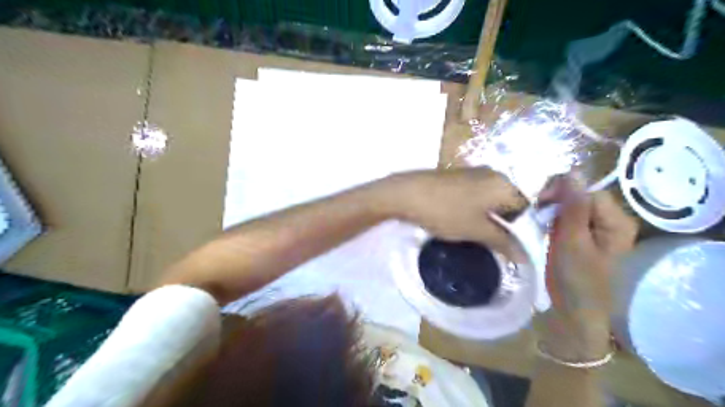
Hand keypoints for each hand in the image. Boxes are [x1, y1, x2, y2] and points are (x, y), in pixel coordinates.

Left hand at [380, 168, 526, 257]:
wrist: (406, 193)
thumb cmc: (446, 211)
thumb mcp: (476, 230)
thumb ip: (503, 242)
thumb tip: (524, 256)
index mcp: (504, 183)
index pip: (526, 209)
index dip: (522, 231)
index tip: (513, 248)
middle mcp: (493, 174)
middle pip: (509, 203)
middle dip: (505, 225)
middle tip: (497, 245)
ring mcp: (473, 173)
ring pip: (491, 200)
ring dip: (489, 218)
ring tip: (480, 236)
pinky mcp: (457, 176)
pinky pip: (476, 195)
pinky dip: (476, 210)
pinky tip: (464, 221)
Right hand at [537, 177, 635, 359]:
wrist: (575, 313)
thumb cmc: (575, 280)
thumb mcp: (571, 241)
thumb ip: (573, 207)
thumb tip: (573, 171)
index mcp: (616, 221)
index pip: (587, 190)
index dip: (562, 191)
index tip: (538, 202)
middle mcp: (612, 222)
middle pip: (582, 196)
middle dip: (556, 200)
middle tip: (536, 212)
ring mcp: (599, 230)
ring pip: (574, 206)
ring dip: (554, 210)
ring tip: (538, 221)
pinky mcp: (586, 238)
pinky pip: (570, 219)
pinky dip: (555, 220)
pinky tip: (545, 228)